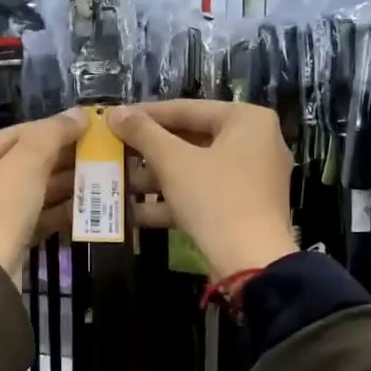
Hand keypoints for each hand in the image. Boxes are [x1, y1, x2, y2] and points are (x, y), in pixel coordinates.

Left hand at [0, 110, 86, 281]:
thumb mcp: (25, 165)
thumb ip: (51, 135)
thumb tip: (79, 113)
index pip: (10, 136)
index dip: (50, 129)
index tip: (84, 127)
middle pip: (18, 165)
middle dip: (58, 160)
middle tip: (95, 153)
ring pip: (26, 193)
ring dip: (61, 185)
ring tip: (97, 177)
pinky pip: (28, 218)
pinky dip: (54, 211)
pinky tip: (84, 206)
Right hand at [107, 101, 297, 280]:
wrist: (251, 262)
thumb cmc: (214, 198)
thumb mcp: (173, 162)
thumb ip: (143, 133)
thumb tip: (114, 113)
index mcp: (247, 120)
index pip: (187, 109)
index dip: (146, 115)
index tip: (114, 119)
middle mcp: (256, 143)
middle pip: (191, 139)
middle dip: (149, 151)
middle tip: (115, 150)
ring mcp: (252, 178)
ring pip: (195, 169)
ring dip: (155, 178)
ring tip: (118, 181)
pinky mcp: (244, 208)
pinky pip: (204, 194)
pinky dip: (173, 200)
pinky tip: (135, 212)